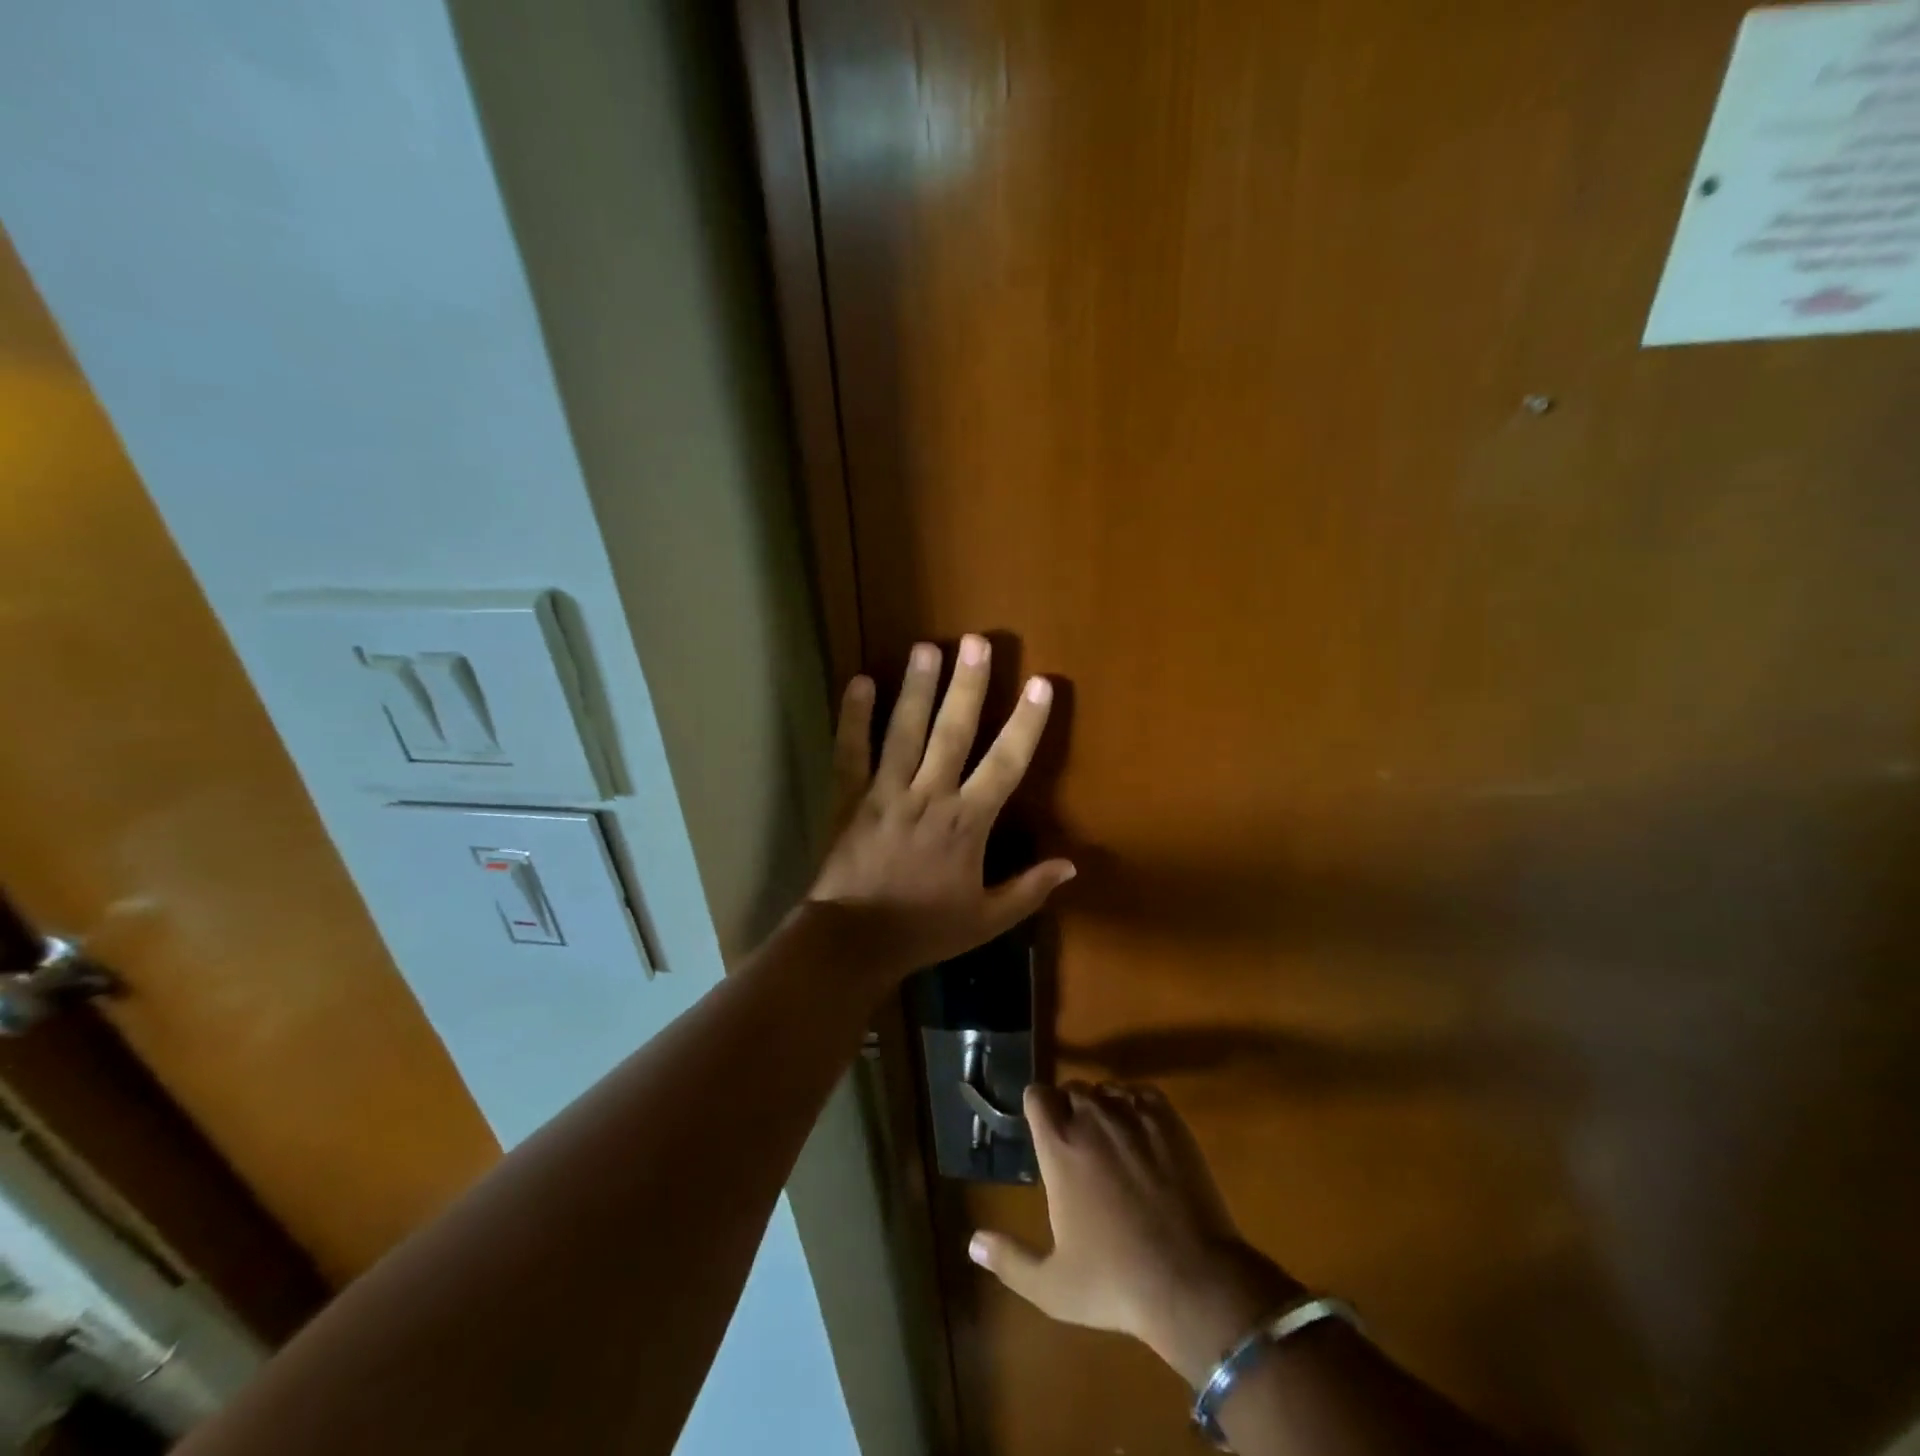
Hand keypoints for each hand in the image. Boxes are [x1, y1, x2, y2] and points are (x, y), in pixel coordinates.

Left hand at [806, 636, 1074, 983]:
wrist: (854, 942)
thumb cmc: (924, 930)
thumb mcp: (986, 920)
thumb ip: (1029, 890)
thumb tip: (1072, 866)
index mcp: (967, 822)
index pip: (1005, 764)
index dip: (1026, 723)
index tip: (1042, 685)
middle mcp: (929, 796)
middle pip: (953, 732)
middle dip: (968, 686)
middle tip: (977, 642)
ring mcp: (886, 792)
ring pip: (904, 732)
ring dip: (917, 688)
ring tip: (927, 648)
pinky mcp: (850, 797)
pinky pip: (851, 751)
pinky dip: (853, 717)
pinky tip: (859, 681)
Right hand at [969, 1081, 1303, 1385]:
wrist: (1192, 1282)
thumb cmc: (1115, 1282)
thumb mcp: (1052, 1286)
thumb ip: (1010, 1260)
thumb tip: (972, 1242)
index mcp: (1059, 1146)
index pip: (1036, 1095)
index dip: (1037, 1106)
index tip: (1041, 1126)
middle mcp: (1092, 1119)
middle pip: (1072, 1090)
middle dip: (1069, 1108)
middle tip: (1078, 1143)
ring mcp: (1133, 1116)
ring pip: (1107, 1090)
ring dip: (1103, 1106)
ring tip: (1112, 1140)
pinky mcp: (1168, 1121)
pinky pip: (1142, 1094)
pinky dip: (1136, 1106)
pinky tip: (1141, 1134)